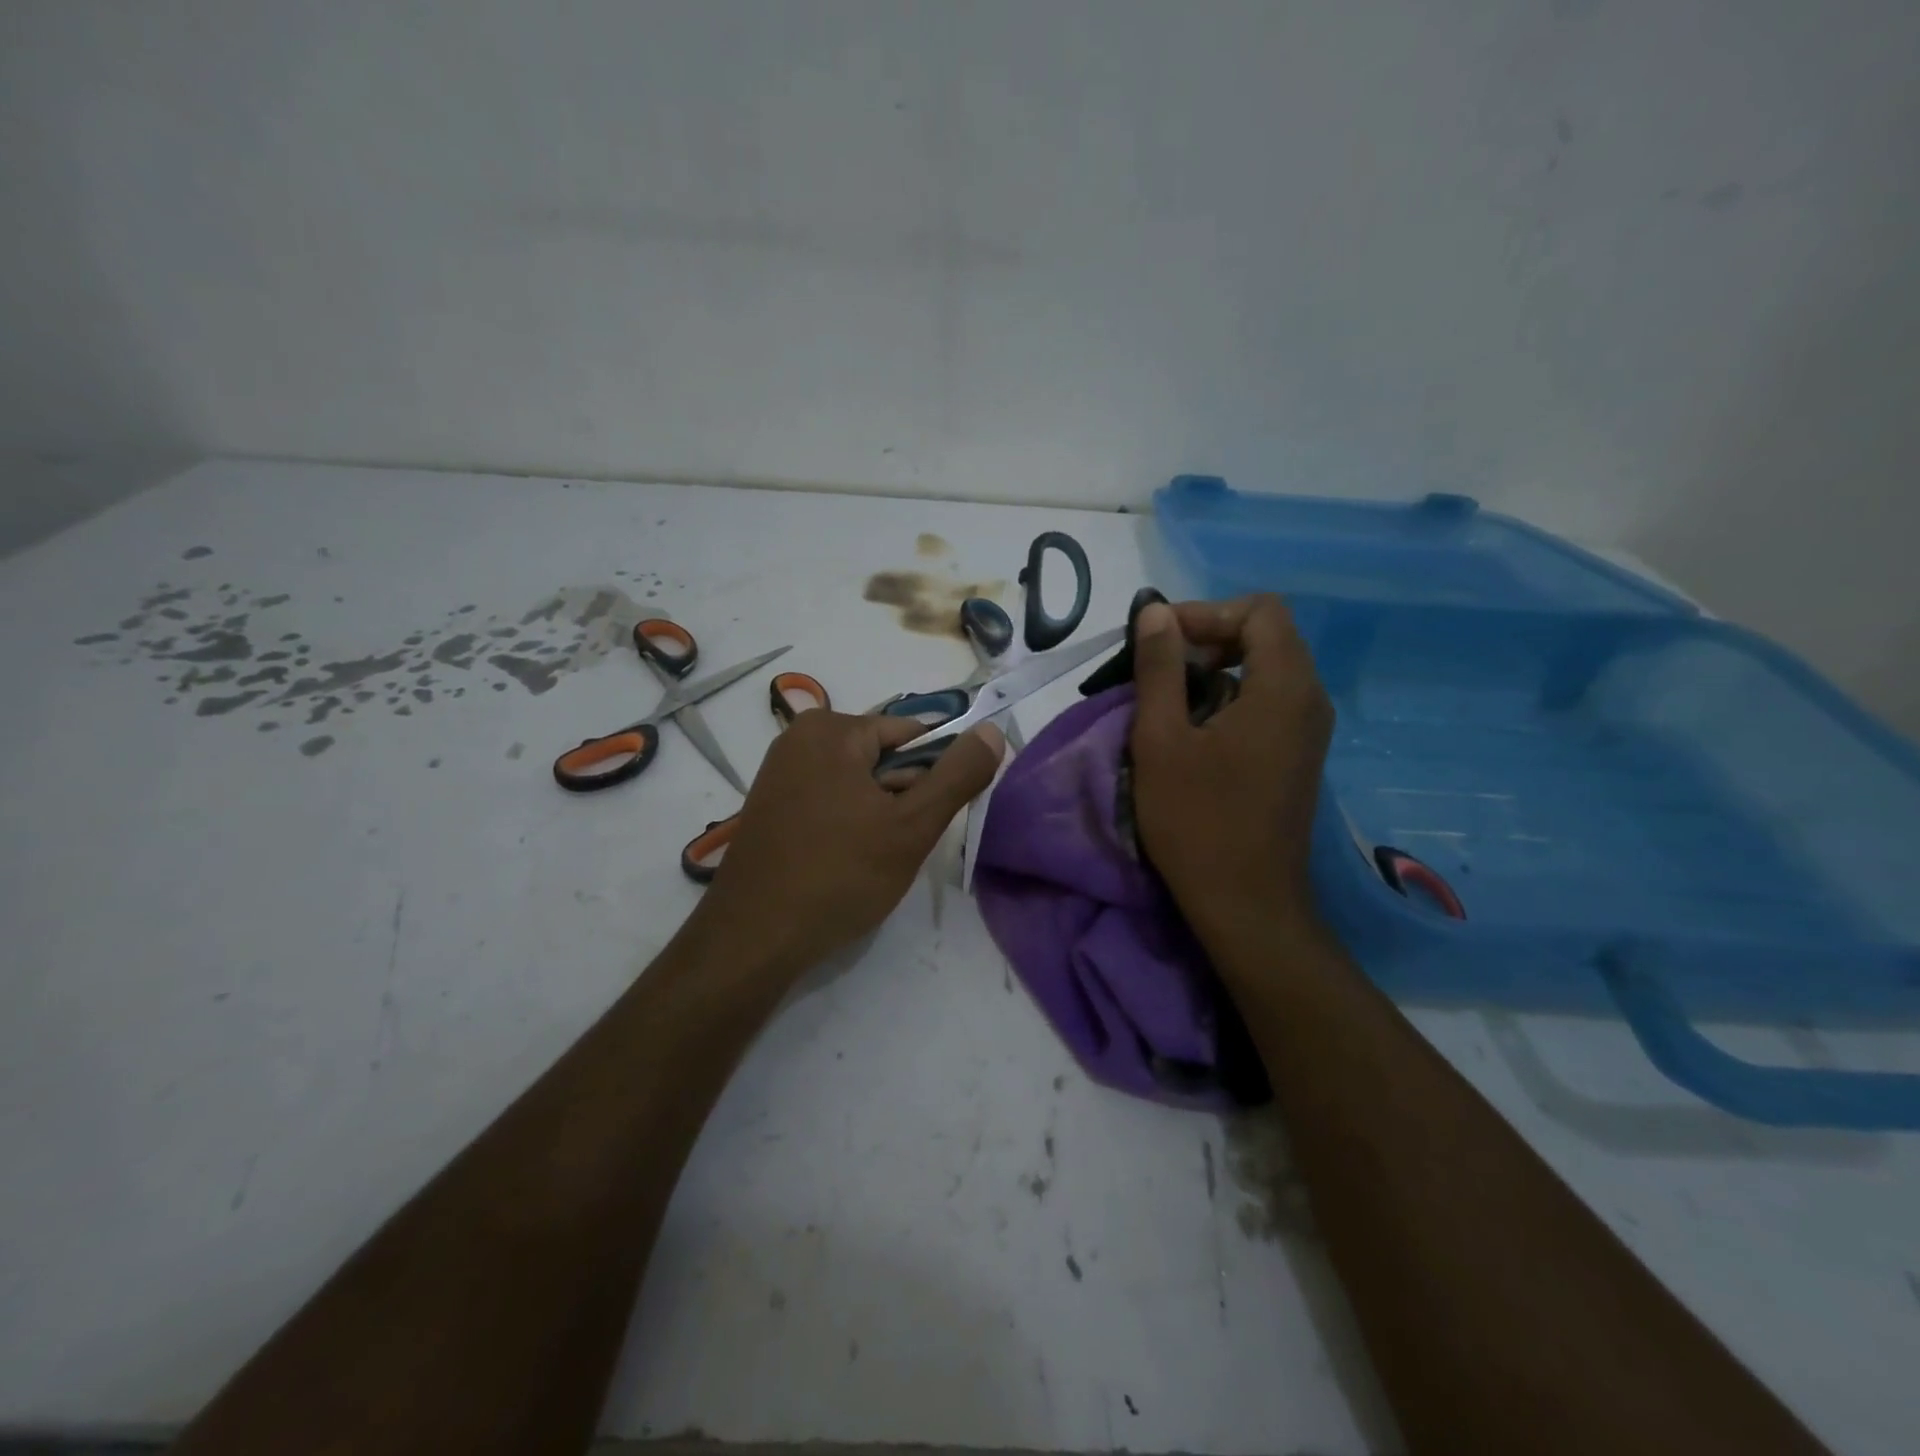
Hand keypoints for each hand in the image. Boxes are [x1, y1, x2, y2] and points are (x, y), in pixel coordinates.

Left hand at [685, 710, 1004, 973]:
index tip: (931, 819)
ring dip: (878, 816)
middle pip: (882, 757)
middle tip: (897, 846)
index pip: (911, 734)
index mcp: (832, 729)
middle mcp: (799, 738)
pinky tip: (845, 863)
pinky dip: (848, 825)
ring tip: (871, 860)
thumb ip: (957, 775)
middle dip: (902, 798)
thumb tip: (992, 732)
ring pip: (857, 783)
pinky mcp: (770, 806)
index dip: (934, 775)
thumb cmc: (839, 875)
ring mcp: (779, 773)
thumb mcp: (912, 826)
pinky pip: (828, 800)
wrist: (753, 939)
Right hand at [1129, 594, 1332, 937]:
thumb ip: (1159, 668)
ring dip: (1218, 668)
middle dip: (1209, 637)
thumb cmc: (1197, 820)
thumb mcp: (1161, 739)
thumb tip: (1157, 611)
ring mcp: (1310, 730)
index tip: (1161, 640)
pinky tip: (1195, 730)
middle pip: (1268, 634)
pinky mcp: (1300, 755)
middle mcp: (1310, 699)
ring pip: (1269, 668)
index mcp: (1284, 687)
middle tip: (1160, 666)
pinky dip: (1232, 695)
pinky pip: (1271, 700)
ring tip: (1169, 698)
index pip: (1260, 610)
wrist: (1247, 903)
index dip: (1207, 612)